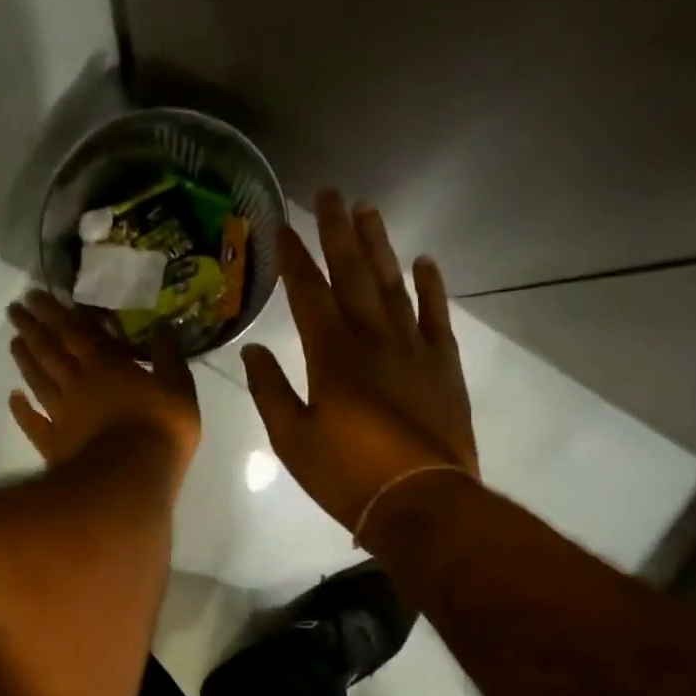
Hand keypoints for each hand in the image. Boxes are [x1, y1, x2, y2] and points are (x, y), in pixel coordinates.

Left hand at [7, 291, 200, 476]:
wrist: (131, 478)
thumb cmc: (160, 428)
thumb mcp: (179, 386)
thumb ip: (169, 355)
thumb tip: (163, 325)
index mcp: (105, 365)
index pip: (74, 331)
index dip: (54, 311)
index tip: (35, 295)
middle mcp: (76, 383)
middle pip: (49, 350)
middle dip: (32, 327)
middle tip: (15, 309)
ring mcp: (61, 413)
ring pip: (37, 379)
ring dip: (24, 359)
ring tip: (13, 341)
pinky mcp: (54, 443)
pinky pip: (33, 422)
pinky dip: (20, 409)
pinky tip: (13, 397)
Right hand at [242, 192, 477, 531]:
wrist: (422, 503)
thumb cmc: (347, 475)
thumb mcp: (291, 440)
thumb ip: (270, 391)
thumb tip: (252, 353)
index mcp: (331, 355)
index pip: (308, 292)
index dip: (294, 256)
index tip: (283, 224)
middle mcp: (372, 338)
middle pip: (353, 274)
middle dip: (338, 231)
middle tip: (332, 193)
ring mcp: (413, 348)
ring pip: (394, 284)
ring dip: (380, 246)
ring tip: (370, 210)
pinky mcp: (443, 366)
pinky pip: (436, 316)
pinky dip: (430, 287)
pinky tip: (424, 260)